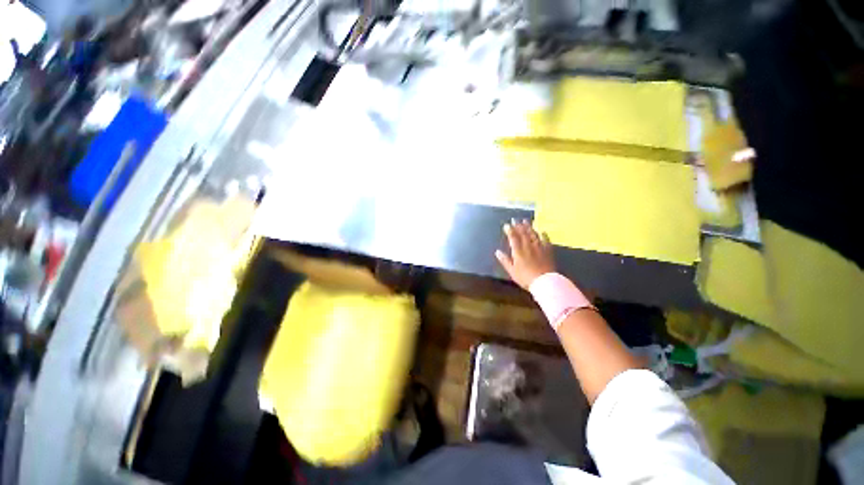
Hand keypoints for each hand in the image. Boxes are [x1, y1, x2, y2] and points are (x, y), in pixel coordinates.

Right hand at [495, 220, 555, 289]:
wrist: (544, 282)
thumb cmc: (525, 278)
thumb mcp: (512, 271)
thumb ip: (505, 260)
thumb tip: (497, 252)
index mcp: (518, 251)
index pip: (513, 238)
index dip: (509, 230)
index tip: (507, 225)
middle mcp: (528, 247)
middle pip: (523, 234)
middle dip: (518, 226)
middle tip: (515, 219)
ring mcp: (539, 247)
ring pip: (533, 234)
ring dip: (529, 227)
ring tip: (526, 221)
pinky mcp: (547, 251)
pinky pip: (545, 240)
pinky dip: (543, 234)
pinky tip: (542, 231)